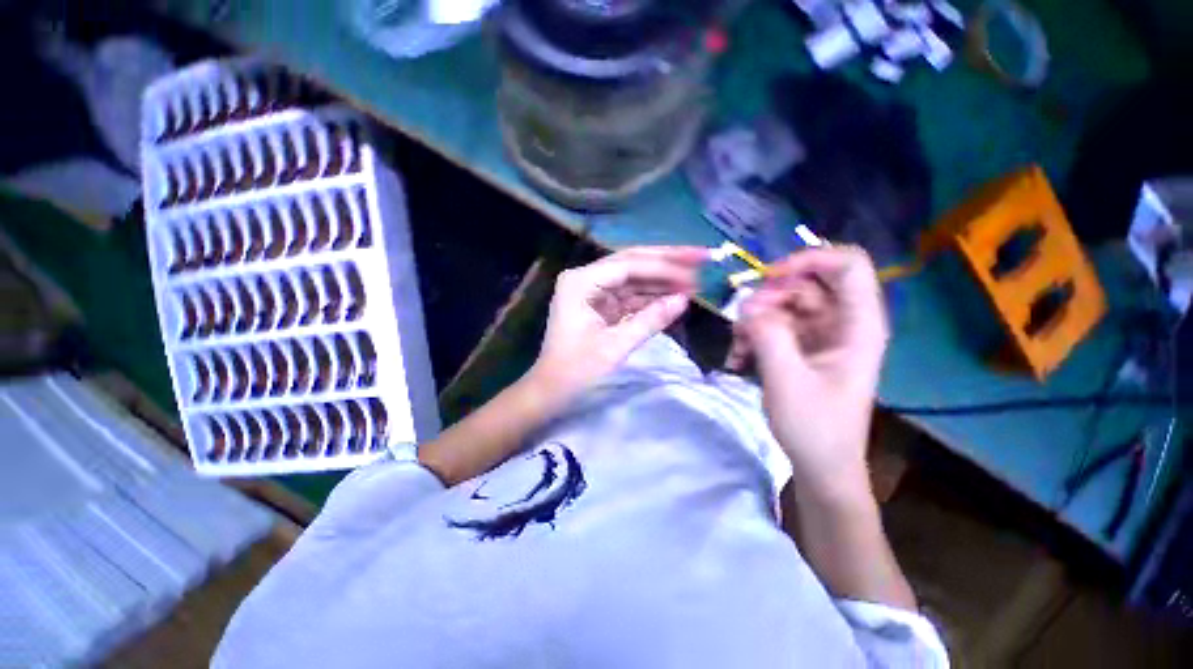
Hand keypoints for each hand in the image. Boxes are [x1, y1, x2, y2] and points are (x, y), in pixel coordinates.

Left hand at [529, 246, 706, 399]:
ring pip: (633, 277)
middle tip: (702, 255)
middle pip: (632, 262)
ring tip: (695, 276)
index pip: (629, 265)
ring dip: (662, 279)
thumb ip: (650, 320)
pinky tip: (674, 294)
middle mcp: (586, 278)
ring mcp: (593, 291)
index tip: (696, 270)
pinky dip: (651, 296)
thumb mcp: (616, 346)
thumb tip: (684, 299)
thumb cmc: (576, 370)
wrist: (551, 391)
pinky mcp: (600, 305)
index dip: (664, 267)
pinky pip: (630, 295)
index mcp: (581, 282)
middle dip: (667, 260)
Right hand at [735, 247, 888, 496]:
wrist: (820, 464)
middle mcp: (842, 322)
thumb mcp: (787, 381)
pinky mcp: (801, 346)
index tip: (769, 277)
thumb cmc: (815, 427)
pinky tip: (739, 356)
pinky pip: (773, 323)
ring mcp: (820, 333)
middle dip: (769, 297)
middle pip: (805, 283)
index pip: (848, 265)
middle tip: (744, 321)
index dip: (810, 259)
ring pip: (783, 303)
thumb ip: (768, 335)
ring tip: (738, 347)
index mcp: (859, 325)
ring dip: (754, 319)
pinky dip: (752, 334)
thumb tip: (748, 304)